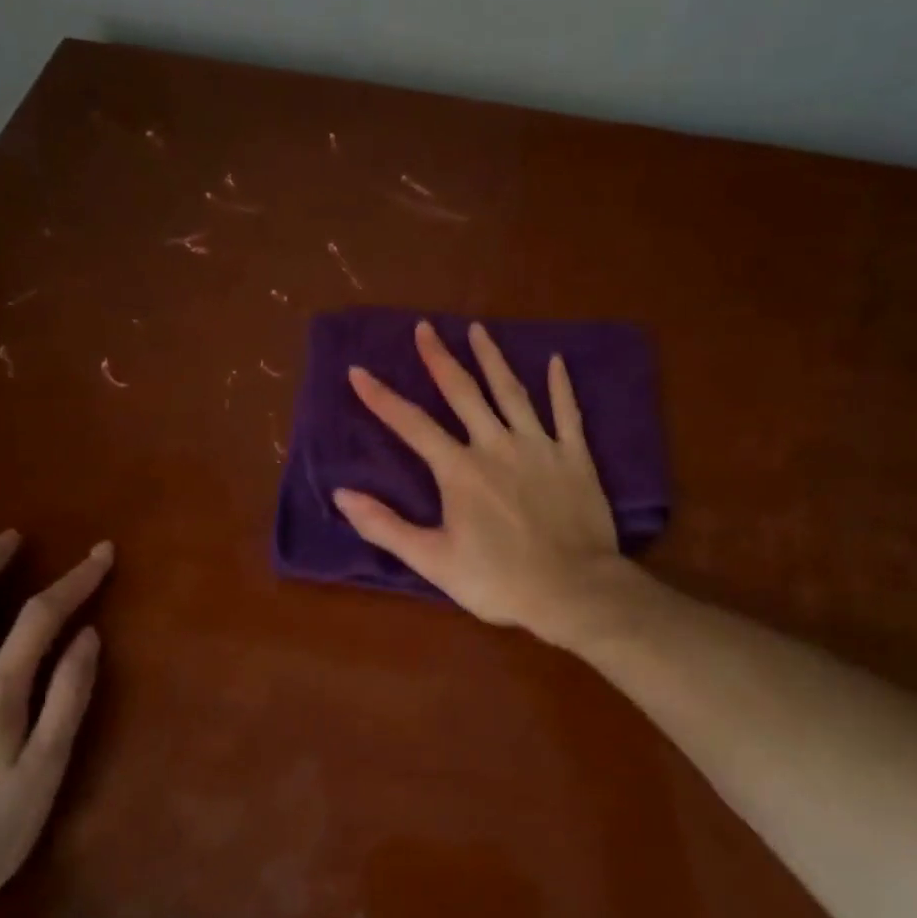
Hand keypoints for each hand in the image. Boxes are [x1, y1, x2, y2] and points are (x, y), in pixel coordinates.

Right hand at [334, 320, 632, 648]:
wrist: (572, 589)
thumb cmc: (498, 580)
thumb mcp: (433, 561)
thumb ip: (386, 526)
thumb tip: (341, 494)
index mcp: (460, 470)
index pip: (412, 425)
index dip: (382, 398)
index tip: (358, 371)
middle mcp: (496, 445)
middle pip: (463, 392)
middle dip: (439, 358)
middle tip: (424, 328)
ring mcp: (539, 446)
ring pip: (511, 392)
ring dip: (492, 359)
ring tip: (478, 329)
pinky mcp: (575, 457)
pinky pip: (567, 413)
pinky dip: (561, 386)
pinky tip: (555, 360)